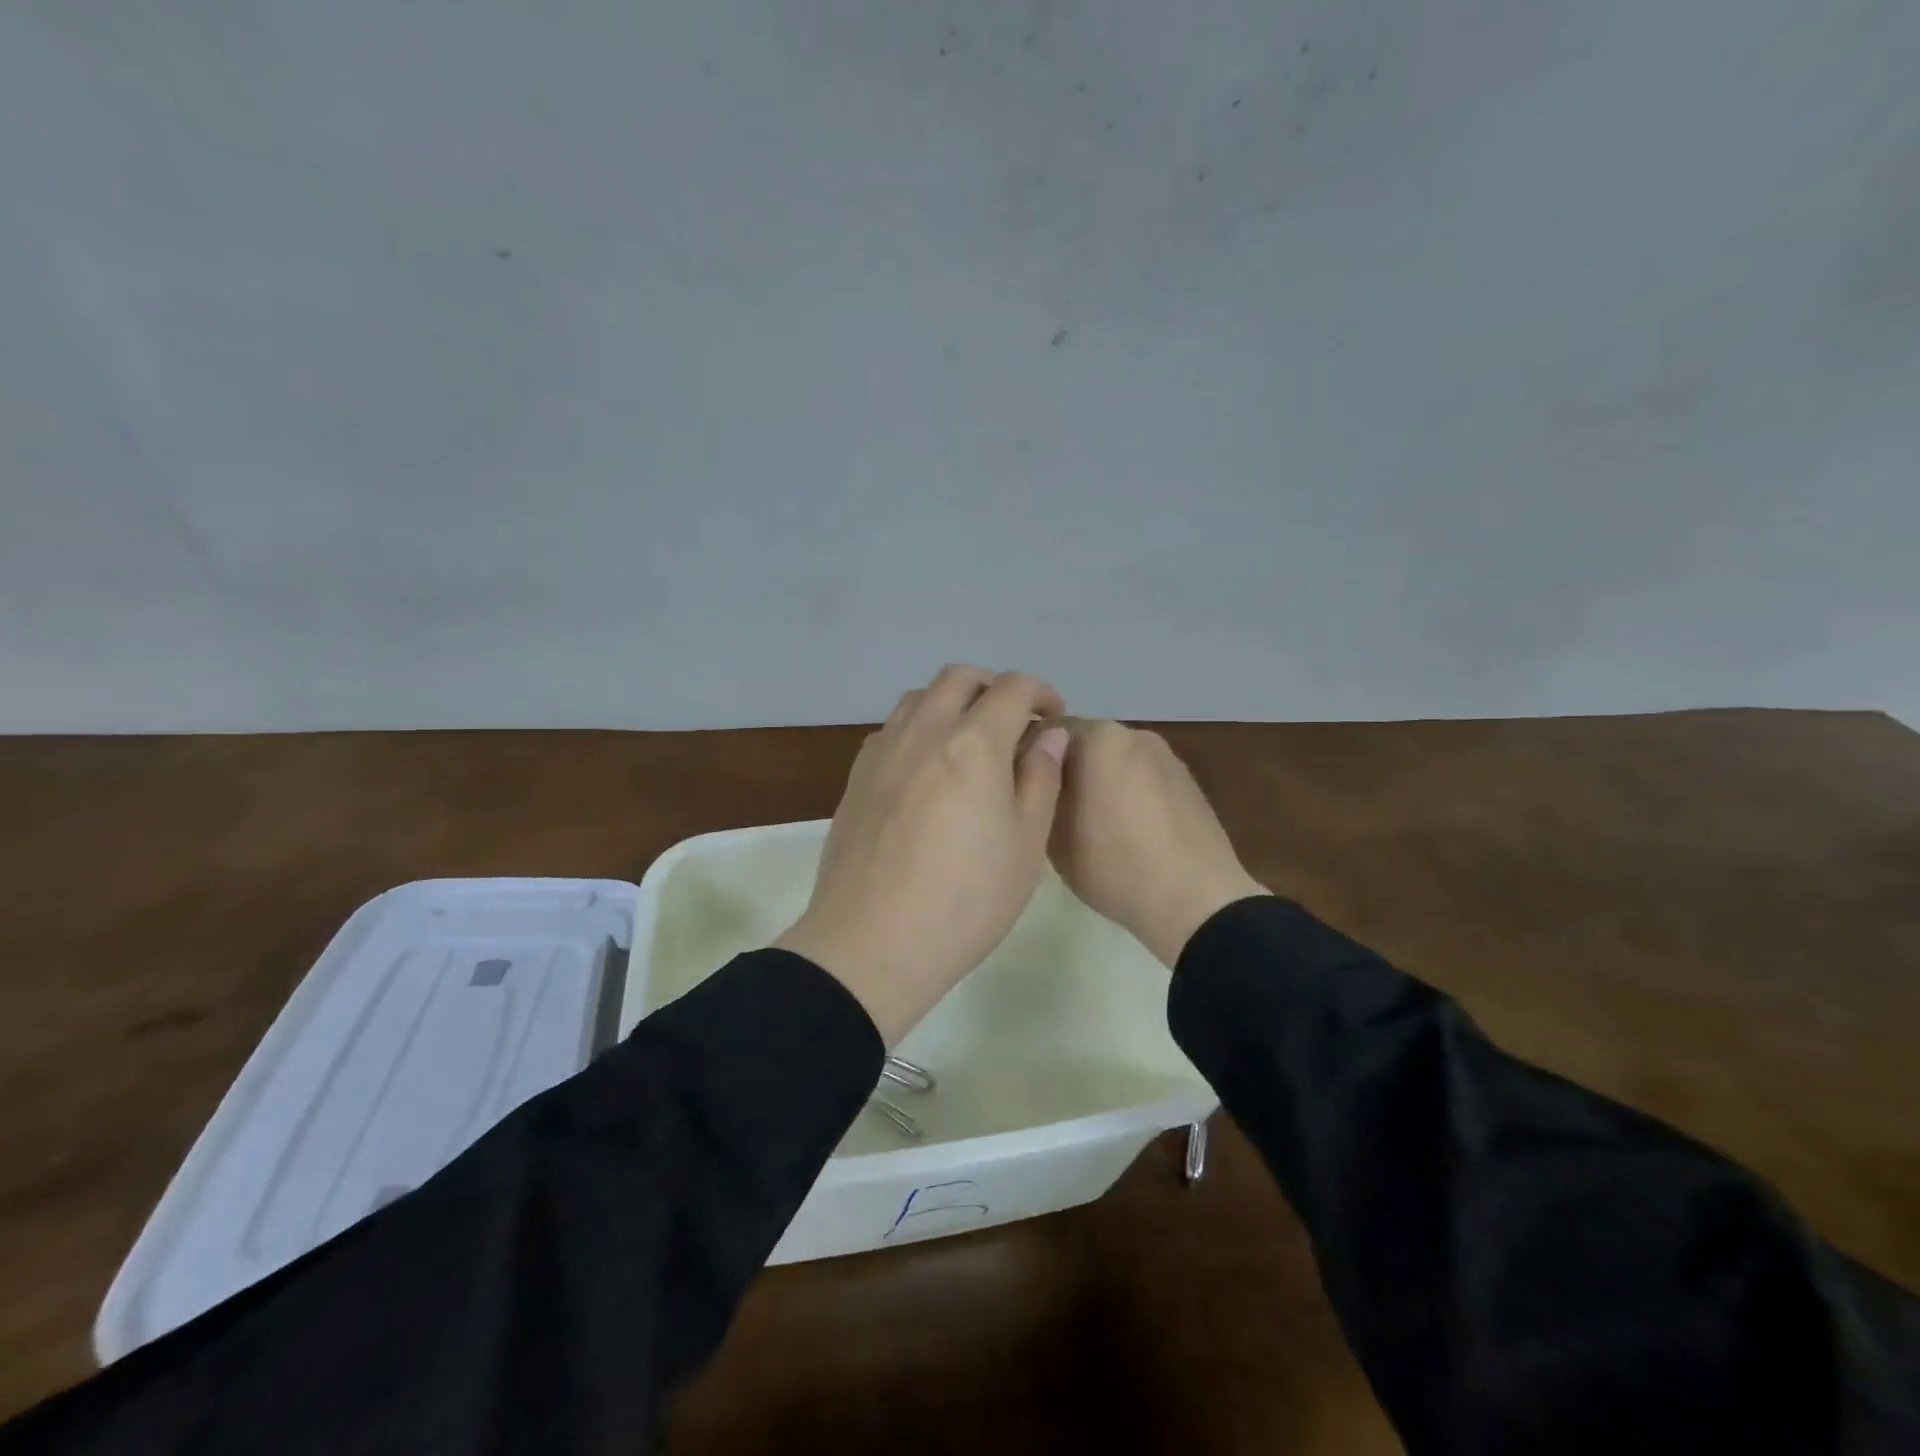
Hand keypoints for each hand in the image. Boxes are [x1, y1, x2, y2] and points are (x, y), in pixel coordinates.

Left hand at [775, 666, 1070, 1043]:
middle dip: (994, 687)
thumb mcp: (1026, 845)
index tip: (1054, 718)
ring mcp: (883, 752)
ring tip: (970, 742)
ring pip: (919, 698)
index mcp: (973, 744)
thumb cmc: (965, 901)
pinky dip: (918, 728)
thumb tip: (1051, 736)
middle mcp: (923, 732)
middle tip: (1014, 723)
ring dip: (952, 703)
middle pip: (959, 679)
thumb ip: (1041, 779)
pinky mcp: (857, 777)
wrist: (872, 943)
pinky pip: (891, 729)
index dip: (1041, 693)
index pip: (1012, 688)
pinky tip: (927, 769)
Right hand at [1049, 721, 1266, 966]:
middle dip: (1065, 768)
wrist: (1196, 900)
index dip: (1028, 760)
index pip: (1045, 731)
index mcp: (1098, 737)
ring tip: (1091, 824)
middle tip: (1053, 809)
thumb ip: (1038, 793)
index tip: (1021, 791)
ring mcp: (1165, 754)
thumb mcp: (1052, 836)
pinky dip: (1127, 792)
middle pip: (1082, 742)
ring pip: (1114, 760)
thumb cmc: (1114, 865)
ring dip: (1098, 780)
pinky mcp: (1187, 780)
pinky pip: (1142, 776)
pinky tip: (1127, 830)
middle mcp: (1133, 733)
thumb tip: (1035, 777)